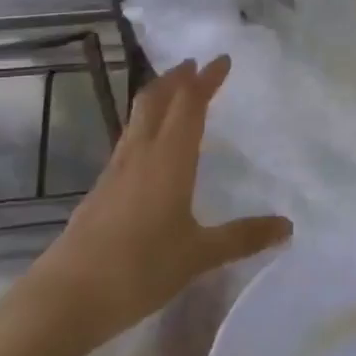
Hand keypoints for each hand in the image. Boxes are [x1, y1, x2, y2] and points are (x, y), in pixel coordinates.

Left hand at [24, 56, 291, 344]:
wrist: (68, 296)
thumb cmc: (140, 268)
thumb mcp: (199, 255)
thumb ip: (242, 237)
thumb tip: (287, 225)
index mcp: (169, 158)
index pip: (190, 104)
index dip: (206, 79)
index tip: (221, 59)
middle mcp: (141, 153)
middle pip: (156, 100)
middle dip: (176, 78)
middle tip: (193, 65)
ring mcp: (115, 170)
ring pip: (137, 117)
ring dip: (157, 97)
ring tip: (172, 93)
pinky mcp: (100, 189)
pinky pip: (127, 141)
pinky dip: (144, 126)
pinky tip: (148, 147)